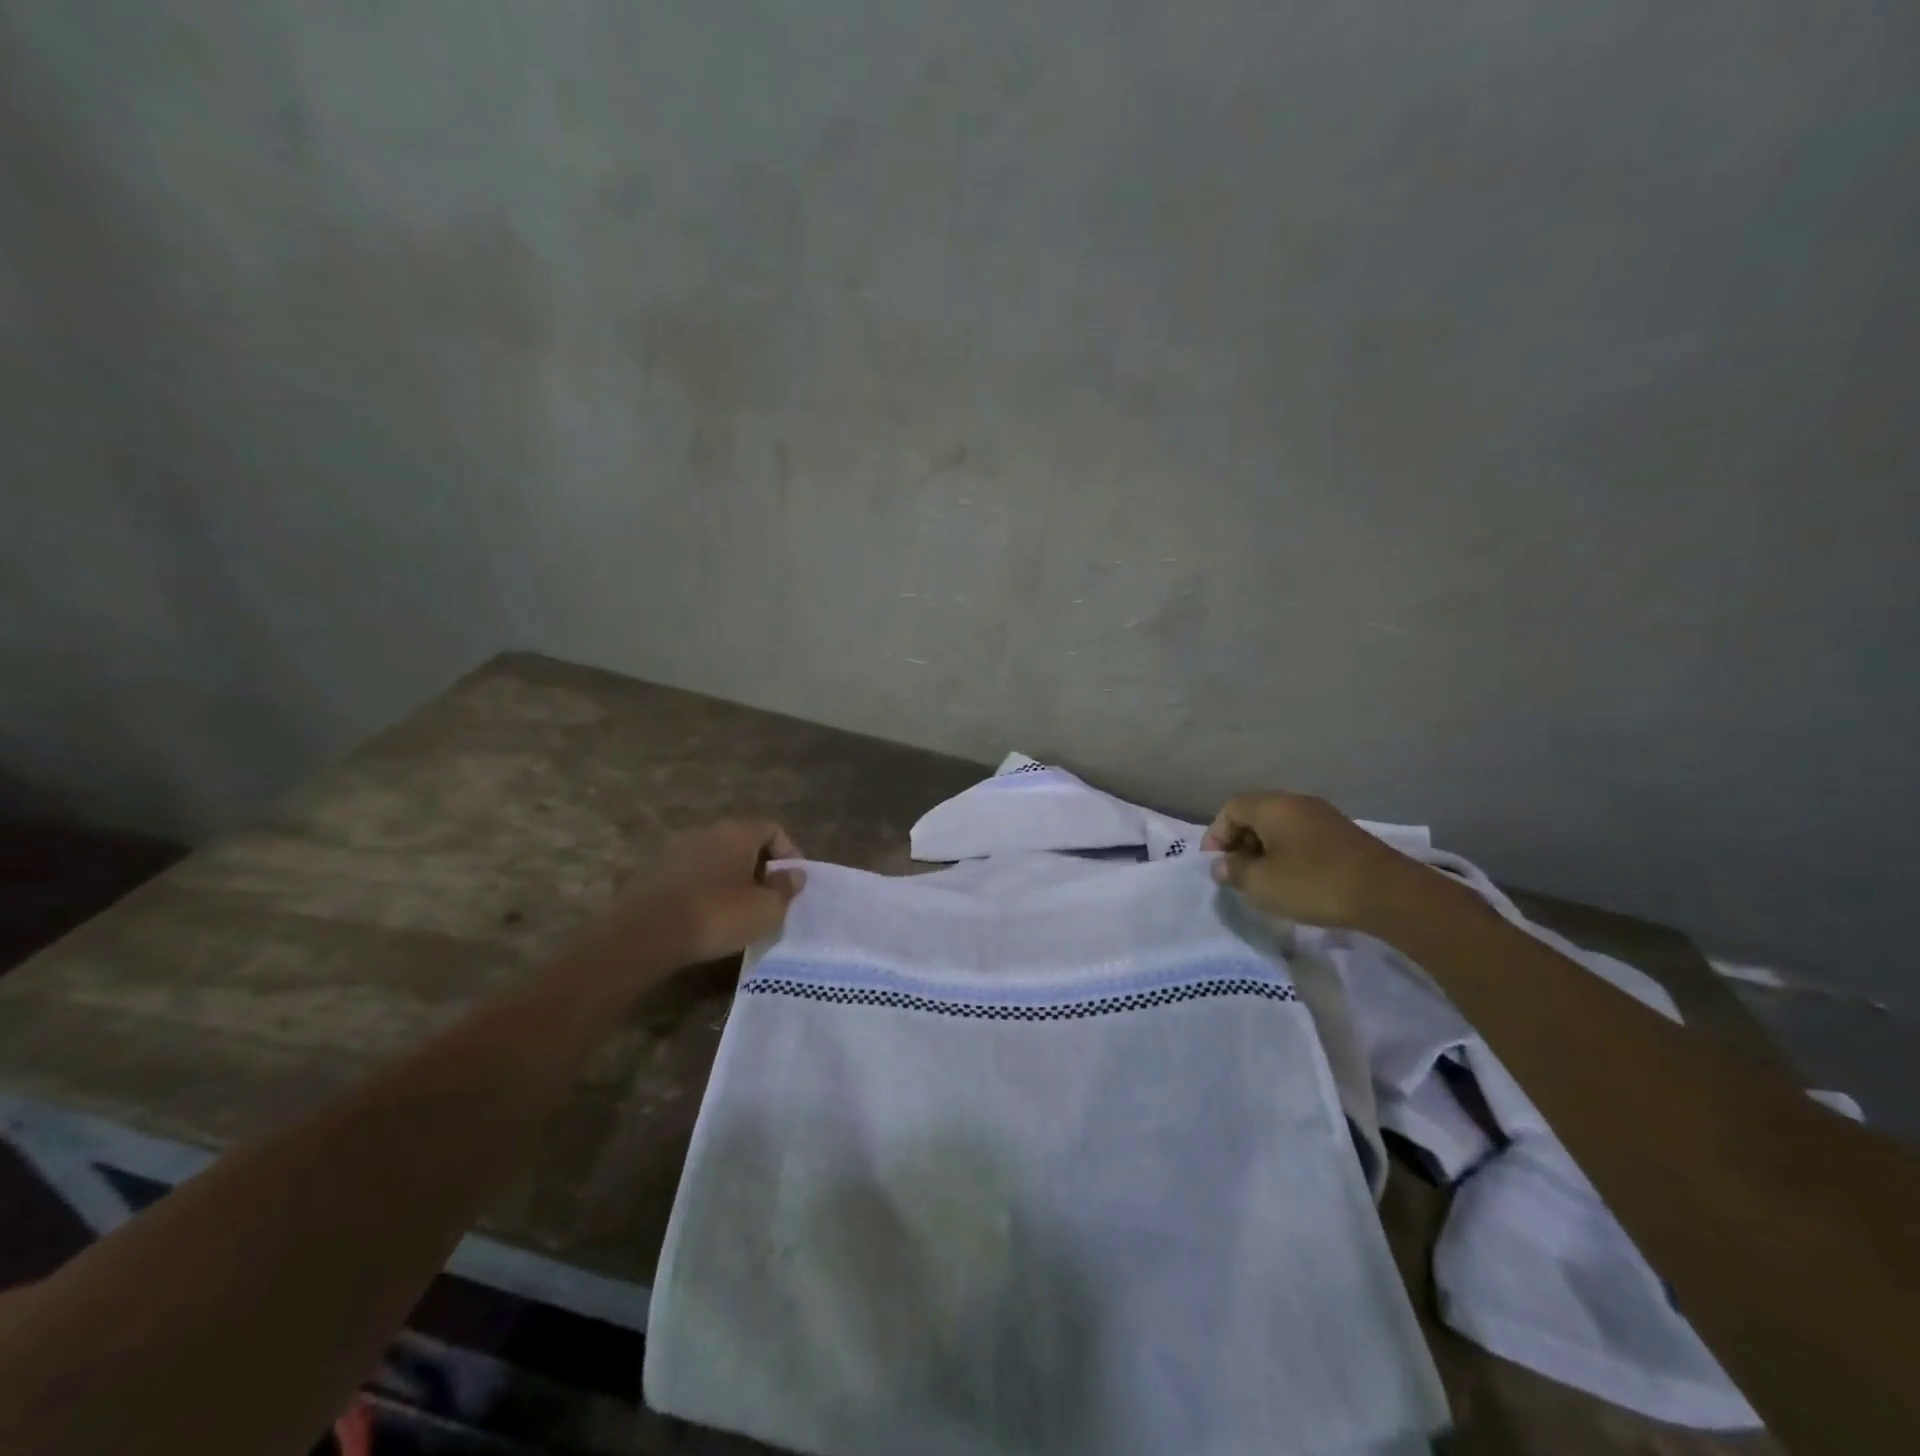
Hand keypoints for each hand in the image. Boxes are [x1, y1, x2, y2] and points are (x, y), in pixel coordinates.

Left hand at [568, 821, 806, 979]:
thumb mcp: (766, 908)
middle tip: (769, 896)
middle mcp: (707, 832)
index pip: (772, 829)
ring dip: (731, 879)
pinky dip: (706, 890)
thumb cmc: (718, 914)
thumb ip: (785, 888)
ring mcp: (677, 851)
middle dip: (759, 866)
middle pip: (743, 842)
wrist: (646, 933)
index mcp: (737, 832)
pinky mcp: (655, 874)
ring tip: (739, 909)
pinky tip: (708, 916)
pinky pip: (692, 876)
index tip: (793, 881)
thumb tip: (795, 874)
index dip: (789, 852)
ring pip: (716, 859)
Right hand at [1202, 791, 1429, 929]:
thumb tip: (1222, 865)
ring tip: (1262, 880)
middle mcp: (1296, 802)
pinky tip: (1292, 881)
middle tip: (1236, 873)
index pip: (1230, 809)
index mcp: (1272, 806)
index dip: (1215, 835)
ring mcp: (1323, 816)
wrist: (1387, 893)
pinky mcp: (1343, 835)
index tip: (1215, 865)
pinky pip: (1301, 837)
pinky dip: (1288, 854)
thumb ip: (1234, 871)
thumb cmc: (1313, 883)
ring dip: (1264, 850)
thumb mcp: (1262, 883)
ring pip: (1280, 826)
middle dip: (1239, 843)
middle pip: (1255, 814)